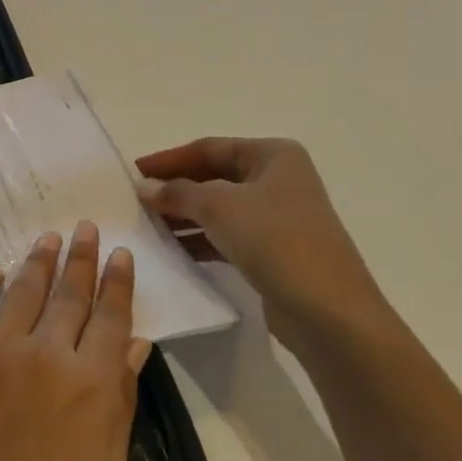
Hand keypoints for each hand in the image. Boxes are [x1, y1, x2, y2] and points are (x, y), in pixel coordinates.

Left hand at [0, 222, 149, 460]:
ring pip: (24, 288)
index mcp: (90, 386)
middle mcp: (46, 353)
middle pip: (70, 293)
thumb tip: (136, 348)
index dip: (118, 283)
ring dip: (39, 259)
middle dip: (82, 257)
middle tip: (85, 227)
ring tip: (49, 238)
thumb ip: (120, 407)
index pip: (111, 318)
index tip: (122, 255)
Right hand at [135, 138, 396, 364]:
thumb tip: (145, 187)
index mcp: (273, 156)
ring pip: (219, 208)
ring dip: (184, 216)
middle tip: (136, 200)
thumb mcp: (219, 207)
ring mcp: (279, 217)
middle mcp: (278, 180)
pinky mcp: (275, 251)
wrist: (329, 312)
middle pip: (214, 176)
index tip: (132, 171)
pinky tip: (173, 250)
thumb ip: (178, 192)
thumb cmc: (276, 240)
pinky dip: (200, 240)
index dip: (168, 159)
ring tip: (147, 225)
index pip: (208, 148)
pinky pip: (228, 236)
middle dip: (175, 188)